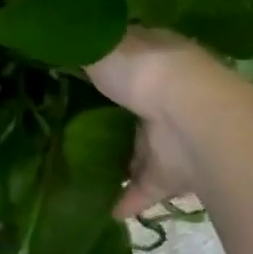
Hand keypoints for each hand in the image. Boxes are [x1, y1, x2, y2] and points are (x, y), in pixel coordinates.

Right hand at [88, 28, 238, 219]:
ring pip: (143, 145)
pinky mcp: (175, 168)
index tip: (80, 68)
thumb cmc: (141, 69)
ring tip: (86, 165)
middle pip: (136, 100)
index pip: (129, 54)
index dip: (107, 59)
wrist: (189, 115)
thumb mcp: (98, 47)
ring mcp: (173, 130)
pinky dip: (130, 197)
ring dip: (123, 157)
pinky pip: (147, 185)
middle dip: (114, 111)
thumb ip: (80, 50)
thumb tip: (63, 44)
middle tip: (76, 120)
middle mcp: (166, 89)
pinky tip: (106, 208)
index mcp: (153, 53)